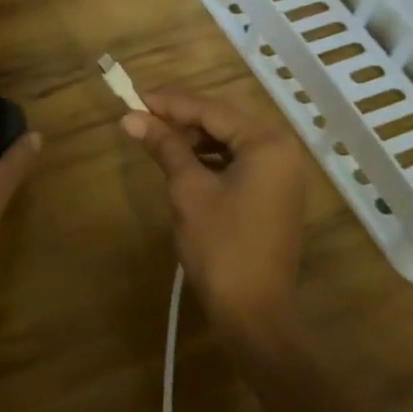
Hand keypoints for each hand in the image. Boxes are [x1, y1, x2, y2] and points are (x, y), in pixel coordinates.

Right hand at [121, 89, 311, 336]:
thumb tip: (131, 117)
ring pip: (229, 140)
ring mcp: (281, 174)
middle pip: (223, 120)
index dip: (170, 103)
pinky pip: (238, 161)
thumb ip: (165, 146)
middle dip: (181, 117)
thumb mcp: (188, 190)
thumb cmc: (221, 246)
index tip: (134, 97)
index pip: (211, 109)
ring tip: (155, 137)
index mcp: (267, 143)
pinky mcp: (274, 194)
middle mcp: (282, 150)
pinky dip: (208, 158)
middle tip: (141, 114)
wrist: (254, 314)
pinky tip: (181, 160)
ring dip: (193, 137)